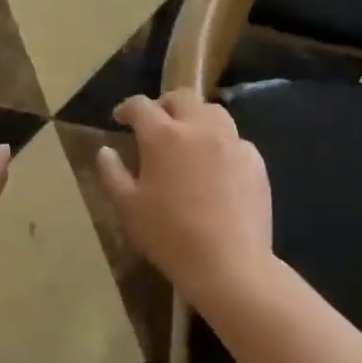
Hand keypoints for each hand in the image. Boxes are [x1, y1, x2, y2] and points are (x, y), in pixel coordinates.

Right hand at [96, 89, 273, 309]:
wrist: (229, 265)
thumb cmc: (170, 236)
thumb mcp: (127, 207)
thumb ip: (112, 173)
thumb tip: (106, 151)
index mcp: (163, 136)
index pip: (141, 106)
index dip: (127, 108)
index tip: (121, 119)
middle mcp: (199, 129)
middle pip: (182, 97)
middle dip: (164, 104)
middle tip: (156, 123)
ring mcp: (232, 143)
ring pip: (213, 112)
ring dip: (196, 117)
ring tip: (188, 138)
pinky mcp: (255, 162)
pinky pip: (235, 140)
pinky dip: (220, 143)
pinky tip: (215, 167)